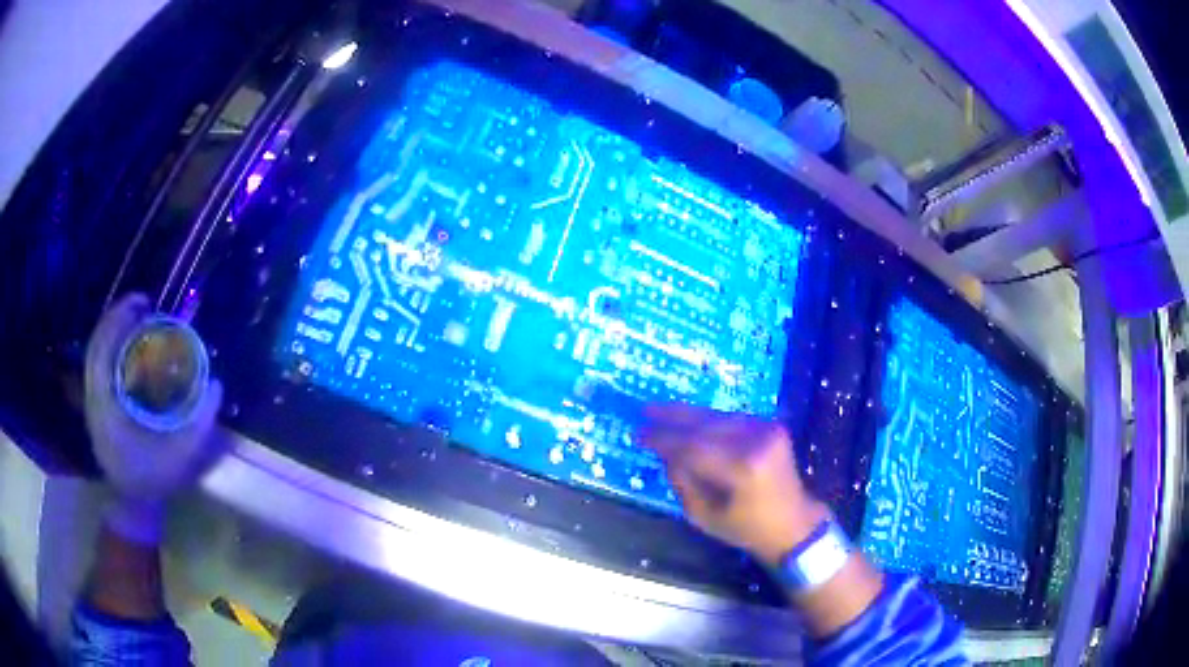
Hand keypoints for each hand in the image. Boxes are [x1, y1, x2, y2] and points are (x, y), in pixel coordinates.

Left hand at [84, 294, 223, 541]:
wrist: (133, 502)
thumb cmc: (154, 481)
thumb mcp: (180, 457)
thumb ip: (199, 424)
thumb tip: (216, 385)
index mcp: (105, 408)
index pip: (102, 351)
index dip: (118, 320)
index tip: (142, 303)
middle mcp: (93, 398)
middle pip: (97, 344)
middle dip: (117, 317)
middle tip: (143, 304)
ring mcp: (91, 400)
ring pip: (96, 351)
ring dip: (113, 329)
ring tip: (137, 317)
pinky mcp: (96, 402)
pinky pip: (99, 362)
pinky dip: (111, 345)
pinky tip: (128, 343)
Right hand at [640, 404, 828, 565]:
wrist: (793, 523)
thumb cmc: (746, 528)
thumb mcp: (704, 516)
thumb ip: (682, 481)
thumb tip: (665, 452)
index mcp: (743, 468)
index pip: (693, 446)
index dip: (663, 439)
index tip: (639, 434)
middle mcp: (757, 441)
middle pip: (706, 424)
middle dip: (673, 418)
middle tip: (645, 411)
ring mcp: (767, 430)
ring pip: (718, 417)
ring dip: (689, 415)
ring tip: (661, 411)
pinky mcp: (772, 426)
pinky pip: (732, 419)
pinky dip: (709, 420)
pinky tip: (690, 420)